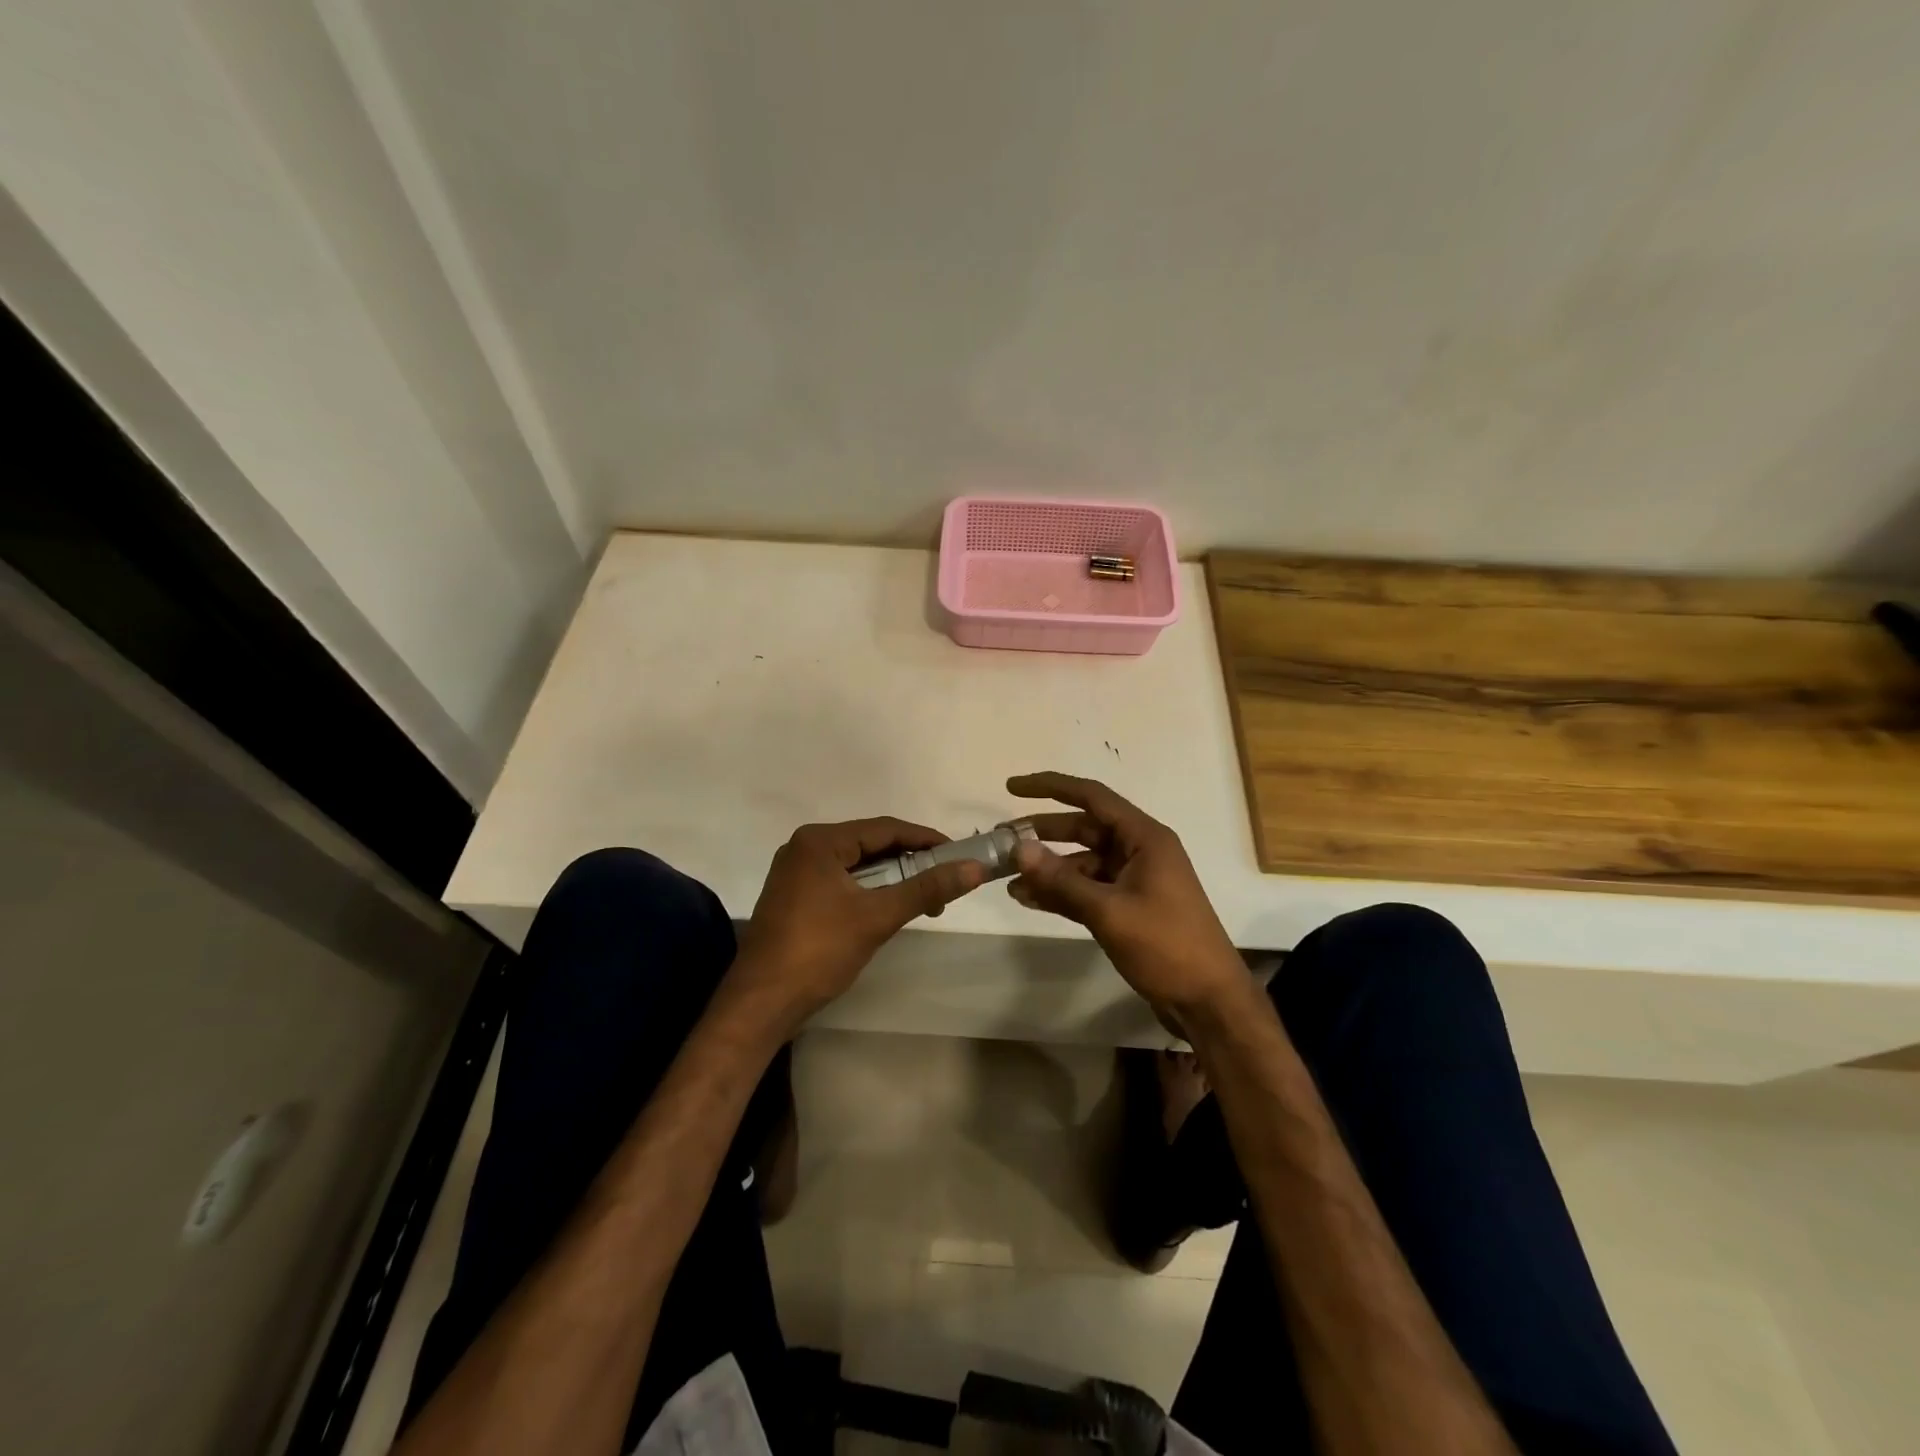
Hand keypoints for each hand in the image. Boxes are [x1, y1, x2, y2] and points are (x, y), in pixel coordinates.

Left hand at [735, 817, 986, 1019]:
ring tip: (925, 900)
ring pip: (857, 865)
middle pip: (870, 844)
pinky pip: (842, 882)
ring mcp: (796, 873)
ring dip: (892, 879)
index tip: (959, 854)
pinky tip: (889, 908)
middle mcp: (804, 847)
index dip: (925, 839)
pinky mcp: (794, 897)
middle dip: (910, 862)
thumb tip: (975, 868)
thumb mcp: (877, 916)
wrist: (760, 1004)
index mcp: (819, 841)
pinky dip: (870, 891)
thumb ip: (926, 888)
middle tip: (945, 881)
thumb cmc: (818, 951)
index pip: (884, 828)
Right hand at [1005, 772, 1246, 1014]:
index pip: (1092, 796)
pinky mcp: (1129, 907)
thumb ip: (1062, 880)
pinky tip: (1029, 900)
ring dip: (1048, 869)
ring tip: (1008, 879)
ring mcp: (1135, 880)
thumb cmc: (1166, 946)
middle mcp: (1139, 851)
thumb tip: (1019, 849)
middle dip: (1043, 833)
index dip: (1050, 787)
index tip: (1012, 787)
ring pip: (1082, 862)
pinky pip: (1088, 889)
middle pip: (1084, 828)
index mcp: (1145, 838)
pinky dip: (1061, 892)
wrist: (1208, 1001)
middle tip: (1002, 840)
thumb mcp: (1109, 911)